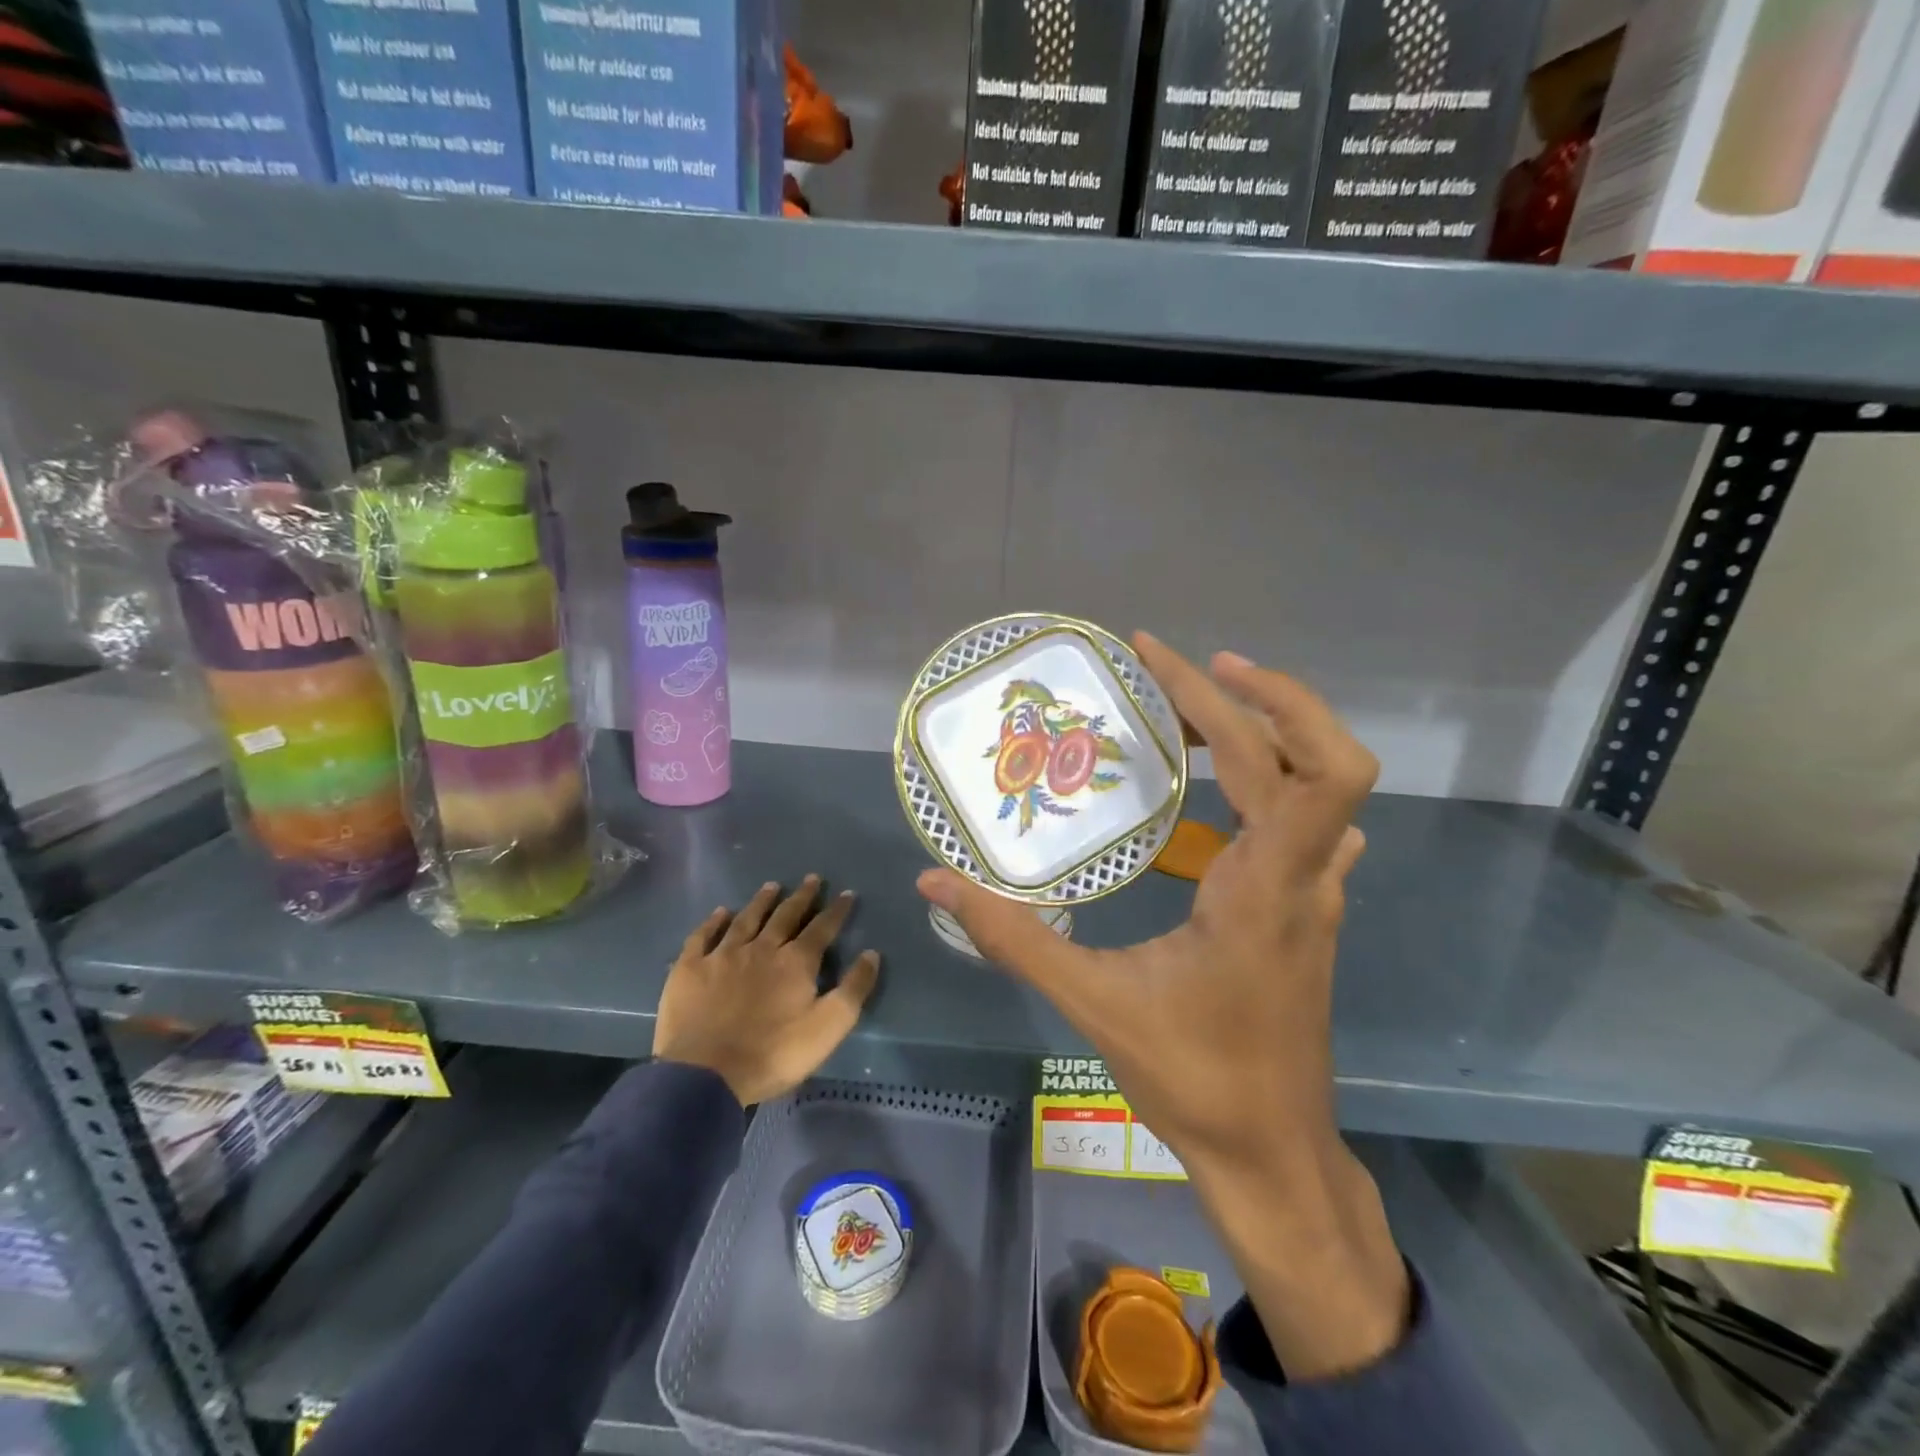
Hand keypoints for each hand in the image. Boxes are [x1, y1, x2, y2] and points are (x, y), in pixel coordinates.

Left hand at [653, 876, 879, 1106]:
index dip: (836, 910)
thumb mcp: (828, 1027)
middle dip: (801, 897)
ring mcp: (723, 956)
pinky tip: (721, 912)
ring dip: (761, 902)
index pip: (822, 928)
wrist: (706, 1074)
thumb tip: (871, 954)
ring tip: (772, 886)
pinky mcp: (690, 969)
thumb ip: (853, 989)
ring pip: (746, 920)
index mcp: (796, 962)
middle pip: (785, 916)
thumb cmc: (774, 1053)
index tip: (846, 893)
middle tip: (811, 878)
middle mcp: (761, 948)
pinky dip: (713, 922)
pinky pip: (703, 937)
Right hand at [917, 634, 1406, 1379]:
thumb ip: (1012, 938)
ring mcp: (1317, 893)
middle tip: (1165, 672)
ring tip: (1182, 719)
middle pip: (1310, 756)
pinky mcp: (1310, 910)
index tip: (1180, 662)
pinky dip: (1275, 783)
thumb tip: (934, 882)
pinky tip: (1227, 793)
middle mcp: (1305, 876)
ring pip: (1316, 786)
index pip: (1300, 766)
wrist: (1274, 1155)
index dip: (1253, 698)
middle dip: (1241, 698)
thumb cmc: (1194, 1079)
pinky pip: (1312, 824)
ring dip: (1259, 734)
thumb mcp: (1093, 1004)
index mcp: (1265, 887)